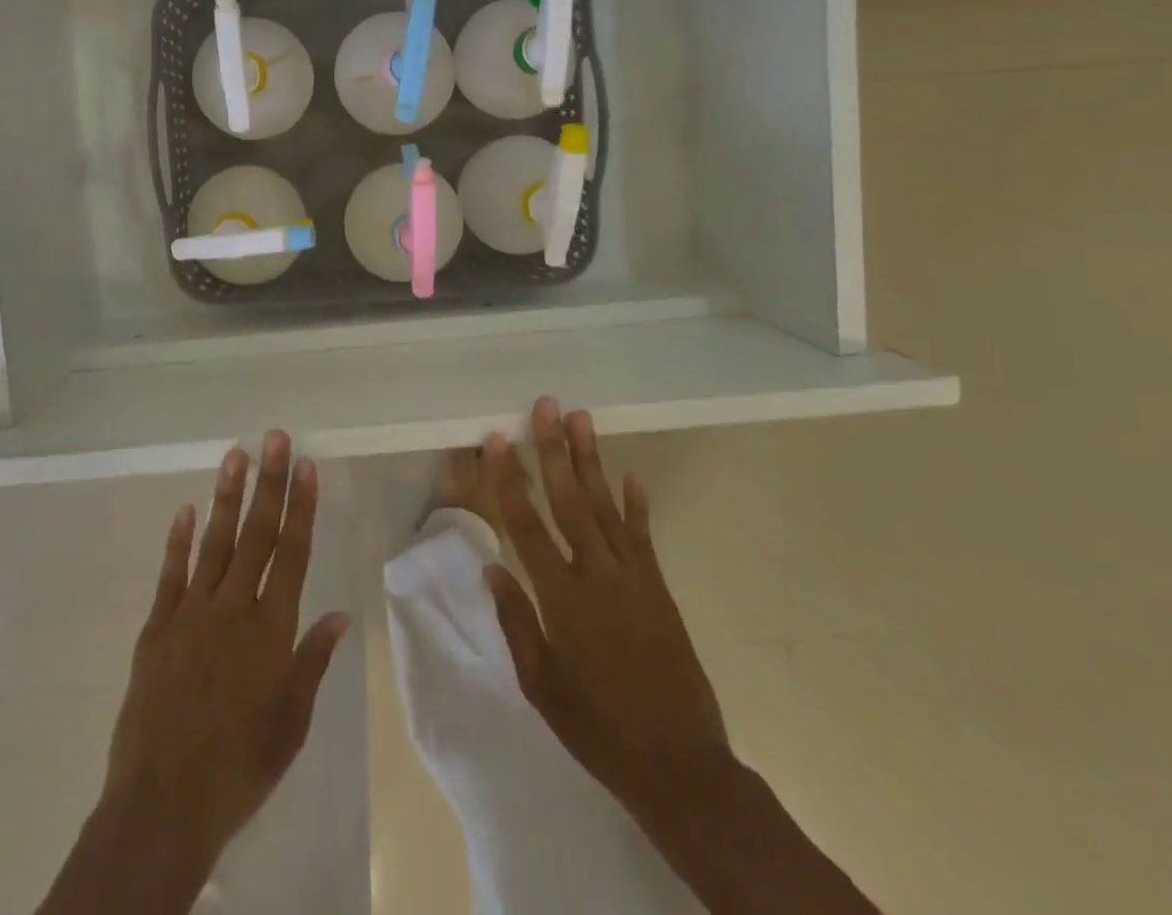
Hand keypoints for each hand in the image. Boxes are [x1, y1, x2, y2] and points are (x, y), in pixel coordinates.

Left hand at [99, 431, 349, 874]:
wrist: (164, 804)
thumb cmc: (240, 766)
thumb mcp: (291, 722)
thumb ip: (313, 661)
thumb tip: (339, 613)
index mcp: (271, 629)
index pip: (292, 553)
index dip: (301, 506)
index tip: (306, 466)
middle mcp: (233, 608)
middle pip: (256, 534)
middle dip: (269, 482)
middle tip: (275, 438)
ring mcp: (191, 613)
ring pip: (215, 541)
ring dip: (227, 496)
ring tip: (236, 454)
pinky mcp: (157, 627)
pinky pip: (171, 574)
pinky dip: (178, 540)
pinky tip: (186, 509)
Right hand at [481, 397, 729, 813]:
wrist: (679, 765)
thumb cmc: (597, 727)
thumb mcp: (540, 685)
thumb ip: (516, 620)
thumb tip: (493, 565)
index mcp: (562, 598)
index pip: (527, 525)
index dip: (509, 479)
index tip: (497, 440)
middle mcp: (598, 575)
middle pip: (570, 500)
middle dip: (554, 450)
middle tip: (546, 406)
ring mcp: (634, 577)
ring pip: (606, 506)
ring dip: (591, 460)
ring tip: (581, 419)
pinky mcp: (659, 587)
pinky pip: (643, 535)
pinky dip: (636, 503)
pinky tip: (630, 474)